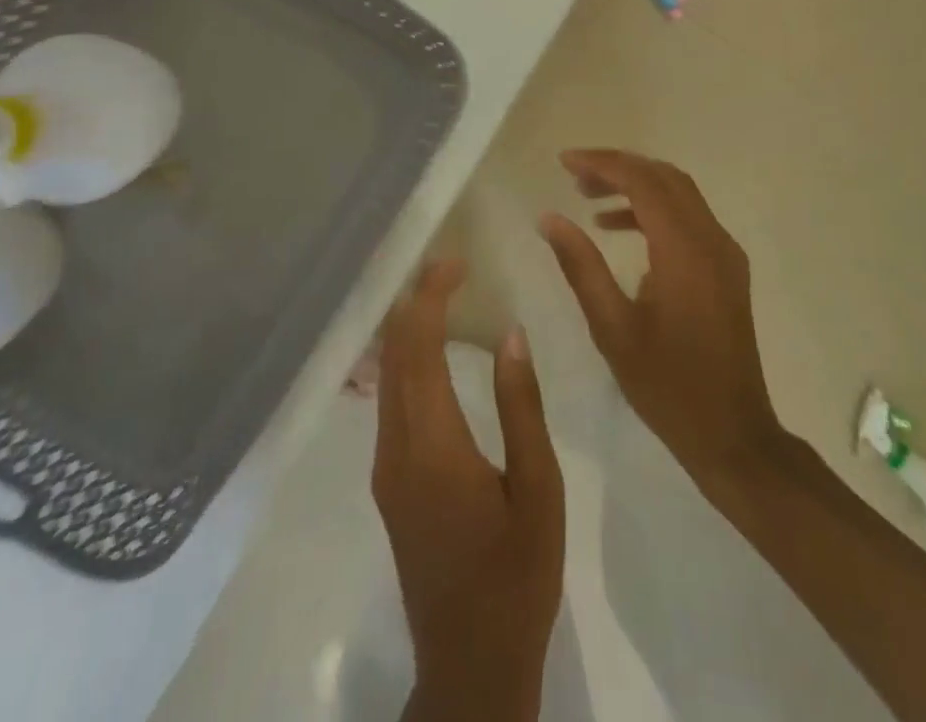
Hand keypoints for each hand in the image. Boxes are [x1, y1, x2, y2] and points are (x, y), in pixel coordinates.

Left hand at [373, 260, 564, 721]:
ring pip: (386, 375)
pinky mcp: (388, 482)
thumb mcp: (539, 489)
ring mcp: (386, 466)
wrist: (470, 662)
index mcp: (433, 444)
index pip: (419, 346)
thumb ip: (521, 406)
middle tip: (451, 267)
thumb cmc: (516, 574)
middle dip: (416, 301)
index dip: (431, 296)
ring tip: (443, 296)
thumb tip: (511, 333)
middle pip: (394, 353)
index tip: (456, 262)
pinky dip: (407, 360)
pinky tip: (434, 352)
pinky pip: (390, 400)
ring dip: (409, 328)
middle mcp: (396, 446)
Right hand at [540, 150, 786, 493]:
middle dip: (618, 167)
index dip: (602, 164)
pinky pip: (689, 218)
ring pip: (679, 194)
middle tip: (574, 175)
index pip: (643, 182)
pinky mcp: (727, 269)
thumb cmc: (667, 386)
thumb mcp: (612, 328)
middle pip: (664, 177)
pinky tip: (618, 230)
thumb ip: (580, 266)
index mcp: (684, 250)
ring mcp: (725, 253)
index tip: (564, 162)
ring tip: (588, 198)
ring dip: (636, 186)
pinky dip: (654, 211)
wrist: (733, 435)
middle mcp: (712, 240)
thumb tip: (549, 218)